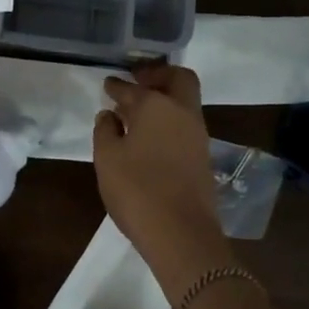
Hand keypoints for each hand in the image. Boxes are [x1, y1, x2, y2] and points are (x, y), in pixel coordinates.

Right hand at [93, 65, 230, 296]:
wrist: (182, 234)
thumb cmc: (137, 190)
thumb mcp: (107, 159)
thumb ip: (105, 131)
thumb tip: (110, 115)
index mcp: (156, 106)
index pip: (132, 88)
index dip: (117, 85)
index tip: (108, 84)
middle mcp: (182, 112)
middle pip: (178, 79)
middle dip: (158, 74)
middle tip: (138, 80)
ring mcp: (197, 135)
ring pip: (185, 102)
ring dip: (165, 98)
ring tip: (138, 111)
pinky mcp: (203, 157)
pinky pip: (186, 124)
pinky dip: (170, 120)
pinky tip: (150, 136)